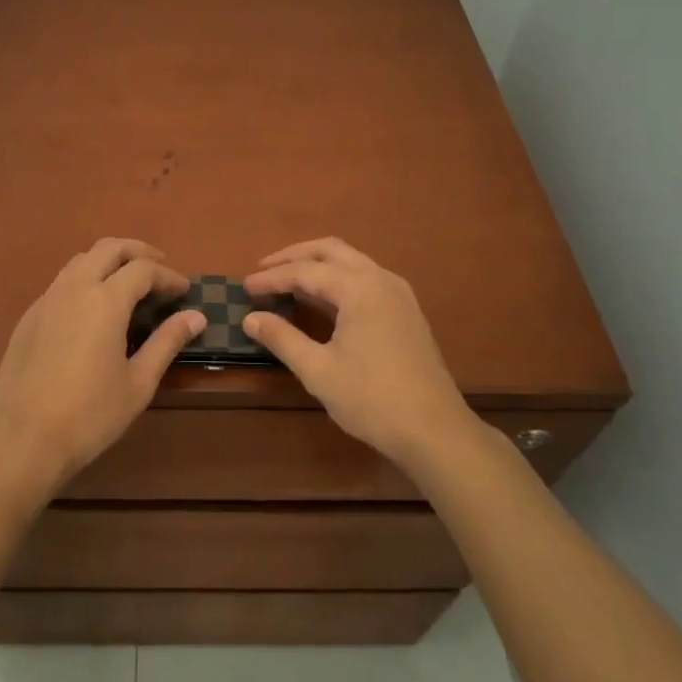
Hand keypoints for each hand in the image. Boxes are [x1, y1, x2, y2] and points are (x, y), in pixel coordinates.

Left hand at [0, 238, 203, 492]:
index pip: (143, 269)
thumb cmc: (89, 415)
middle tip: (159, 269)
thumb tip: (196, 316)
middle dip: (138, 252)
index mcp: (105, 301)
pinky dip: (86, 279)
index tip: (184, 290)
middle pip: (109, 248)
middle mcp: (75, 288)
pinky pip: (62, 281)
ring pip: (82, 260)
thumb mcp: (139, 383)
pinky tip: (93, 307)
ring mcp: (47, 299)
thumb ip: (167, 342)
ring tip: (128, 283)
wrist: (22, 440)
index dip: (168, 276)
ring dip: (109, 261)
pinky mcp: (29, 316)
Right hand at [244, 237, 472, 469]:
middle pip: (330, 250)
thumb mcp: (319, 371)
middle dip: (294, 256)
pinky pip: (365, 277)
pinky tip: (323, 300)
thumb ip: (282, 339)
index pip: (305, 271)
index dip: (272, 278)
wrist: (436, 431)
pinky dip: (337, 278)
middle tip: (263, 269)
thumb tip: (250, 318)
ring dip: (317, 265)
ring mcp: (398, 293)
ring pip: (350, 261)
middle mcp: (380, 278)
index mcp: (359, 288)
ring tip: (288, 280)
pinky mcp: (406, 310)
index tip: (245, 287)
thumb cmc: (373, 400)